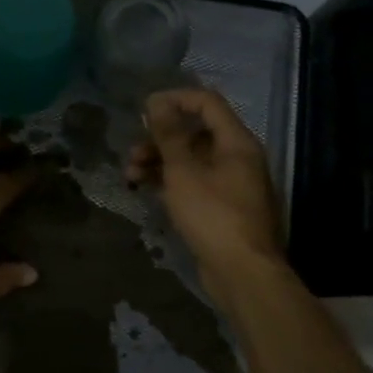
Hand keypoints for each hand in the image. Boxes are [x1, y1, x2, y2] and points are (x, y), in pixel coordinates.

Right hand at [127, 88, 284, 298]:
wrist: (242, 273)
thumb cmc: (213, 215)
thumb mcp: (183, 171)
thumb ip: (169, 134)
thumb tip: (157, 101)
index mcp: (236, 142)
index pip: (207, 103)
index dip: (175, 99)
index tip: (144, 109)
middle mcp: (237, 157)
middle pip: (195, 133)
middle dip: (159, 139)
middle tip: (133, 152)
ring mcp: (230, 184)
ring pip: (190, 160)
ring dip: (159, 162)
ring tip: (131, 175)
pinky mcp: (220, 207)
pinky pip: (192, 183)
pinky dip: (169, 182)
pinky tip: (144, 189)